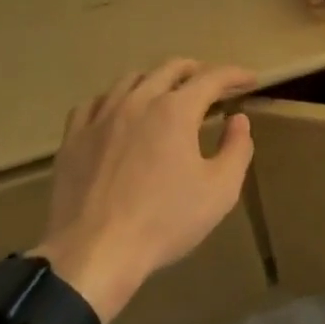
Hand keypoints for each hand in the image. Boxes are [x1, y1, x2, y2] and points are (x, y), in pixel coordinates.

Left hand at [33, 59, 256, 323]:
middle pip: (171, 68)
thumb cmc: (163, 223)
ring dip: (155, 80)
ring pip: (131, 79)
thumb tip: (238, 120)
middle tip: (211, 85)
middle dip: (197, 70)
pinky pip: (93, 103)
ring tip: (165, 94)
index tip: (250, 79)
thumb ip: (237, 149)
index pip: (213, 77)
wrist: (92, 255)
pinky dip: (113, 100)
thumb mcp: (219, 192)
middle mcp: (139, 100)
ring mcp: (101, 116)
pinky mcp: (73, 137)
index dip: (235, 75)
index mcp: (176, 110)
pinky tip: (117, 114)